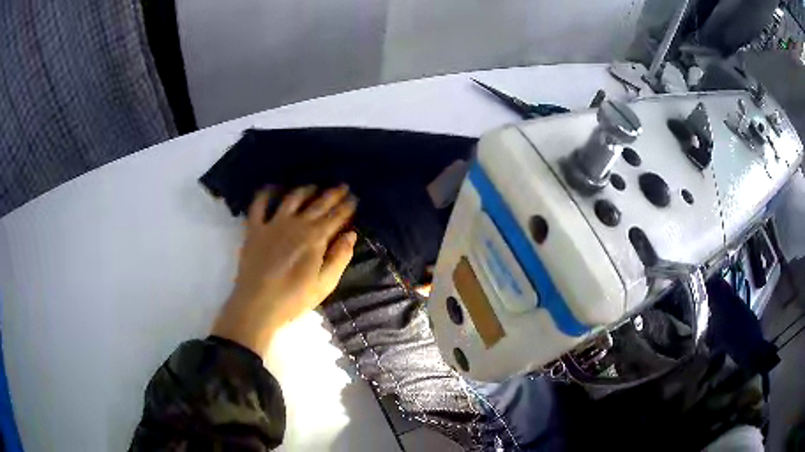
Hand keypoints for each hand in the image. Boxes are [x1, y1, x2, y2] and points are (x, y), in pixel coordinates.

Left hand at [212, 185, 357, 353]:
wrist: (257, 305)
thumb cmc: (294, 299)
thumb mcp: (325, 284)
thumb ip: (339, 258)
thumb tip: (350, 234)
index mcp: (315, 238)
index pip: (336, 217)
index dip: (347, 207)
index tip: (355, 198)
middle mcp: (296, 224)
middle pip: (318, 203)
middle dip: (333, 194)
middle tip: (342, 186)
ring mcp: (273, 223)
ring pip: (293, 198)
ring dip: (305, 190)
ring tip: (314, 187)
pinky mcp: (254, 228)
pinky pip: (259, 204)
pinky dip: (266, 193)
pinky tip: (273, 188)